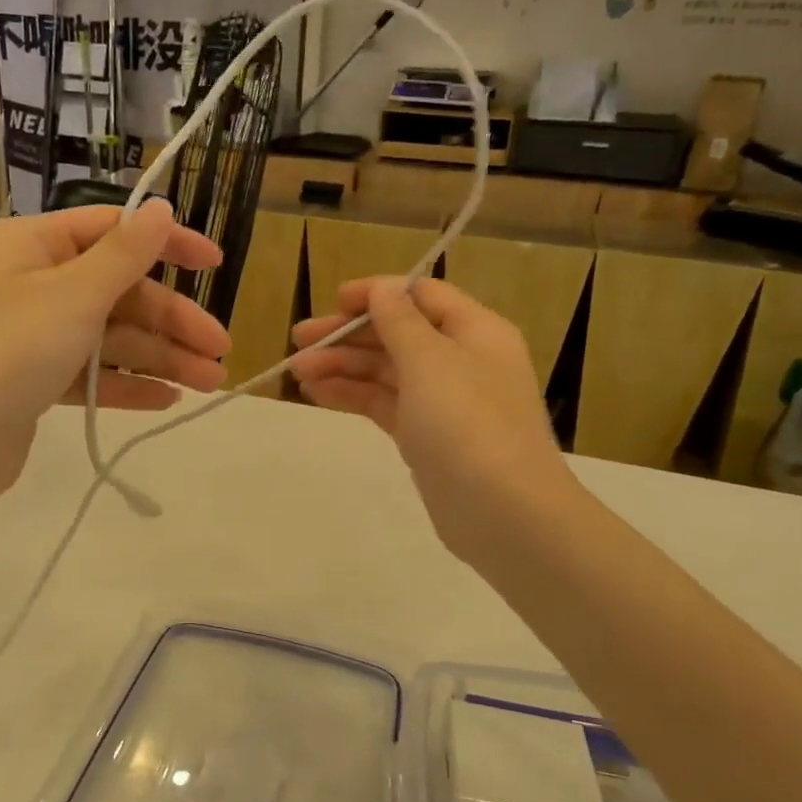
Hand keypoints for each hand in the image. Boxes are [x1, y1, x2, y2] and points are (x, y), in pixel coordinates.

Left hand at [0, 203, 229, 502]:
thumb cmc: (9, 351)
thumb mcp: (74, 295)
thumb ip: (124, 254)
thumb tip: (161, 206)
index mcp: (34, 245)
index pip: (113, 230)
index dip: (169, 245)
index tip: (216, 265)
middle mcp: (33, 282)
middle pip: (119, 293)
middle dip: (172, 323)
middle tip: (220, 351)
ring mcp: (33, 334)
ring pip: (110, 337)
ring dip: (160, 358)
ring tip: (208, 384)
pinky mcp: (34, 380)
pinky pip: (91, 373)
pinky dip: (127, 384)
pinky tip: (167, 399)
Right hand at [290, 277, 568, 563]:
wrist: (503, 513)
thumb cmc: (468, 423)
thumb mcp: (430, 361)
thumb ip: (400, 321)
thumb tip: (382, 288)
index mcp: (475, 330)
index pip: (421, 295)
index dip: (376, 294)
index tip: (333, 302)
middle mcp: (461, 359)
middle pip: (398, 333)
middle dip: (348, 334)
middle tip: (298, 340)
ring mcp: (443, 401)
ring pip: (386, 370)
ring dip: (342, 365)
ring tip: (297, 370)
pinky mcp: (426, 436)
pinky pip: (384, 403)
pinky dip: (352, 395)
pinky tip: (317, 393)